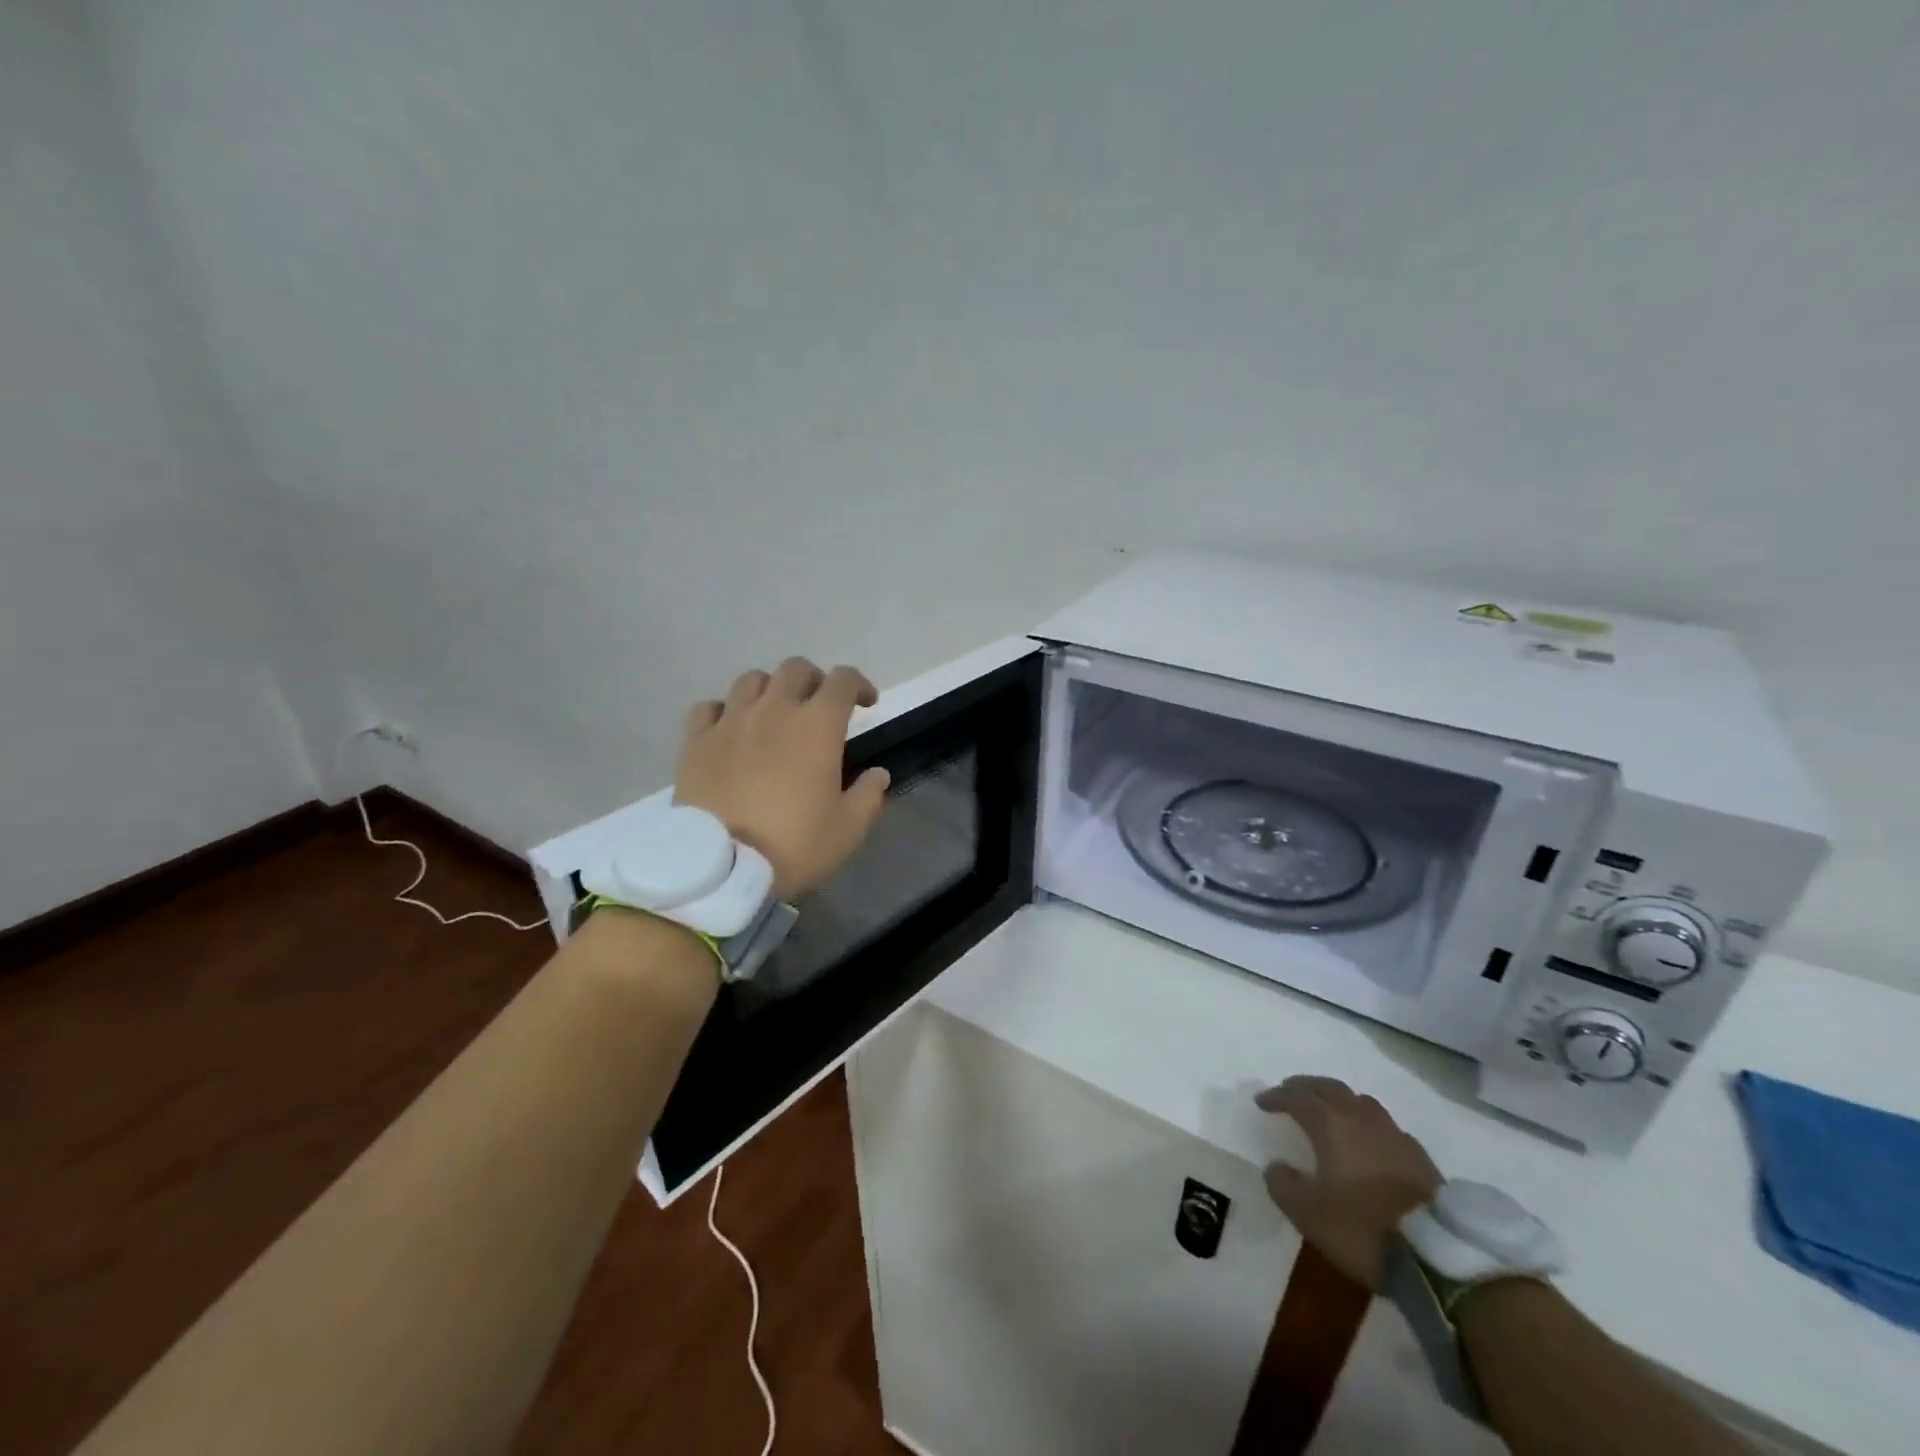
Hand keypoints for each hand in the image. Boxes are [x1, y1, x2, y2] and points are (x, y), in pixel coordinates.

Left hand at [675, 657, 891, 899]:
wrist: (720, 869)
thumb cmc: (793, 846)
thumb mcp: (848, 830)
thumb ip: (869, 796)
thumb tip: (878, 773)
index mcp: (817, 726)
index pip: (843, 680)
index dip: (859, 685)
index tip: (867, 704)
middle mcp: (774, 710)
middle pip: (795, 669)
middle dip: (815, 680)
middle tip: (820, 706)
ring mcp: (730, 721)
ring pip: (752, 680)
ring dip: (771, 689)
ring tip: (775, 714)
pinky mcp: (695, 741)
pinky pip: (709, 707)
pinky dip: (725, 711)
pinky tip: (730, 729)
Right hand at [1254, 1076, 1441, 1288]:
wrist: (1439, 1257)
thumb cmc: (1363, 1229)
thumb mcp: (1309, 1215)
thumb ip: (1284, 1185)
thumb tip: (1276, 1167)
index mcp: (1330, 1125)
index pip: (1297, 1097)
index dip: (1276, 1096)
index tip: (1262, 1102)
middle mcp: (1361, 1118)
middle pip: (1329, 1088)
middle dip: (1306, 1087)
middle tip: (1291, 1091)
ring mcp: (1394, 1135)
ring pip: (1360, 1101)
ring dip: (1339, 1100)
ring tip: (1330, 1112)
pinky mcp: (1420, 1156)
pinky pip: (1386, 1126)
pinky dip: (1368, 1124)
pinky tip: (1369, 1142)